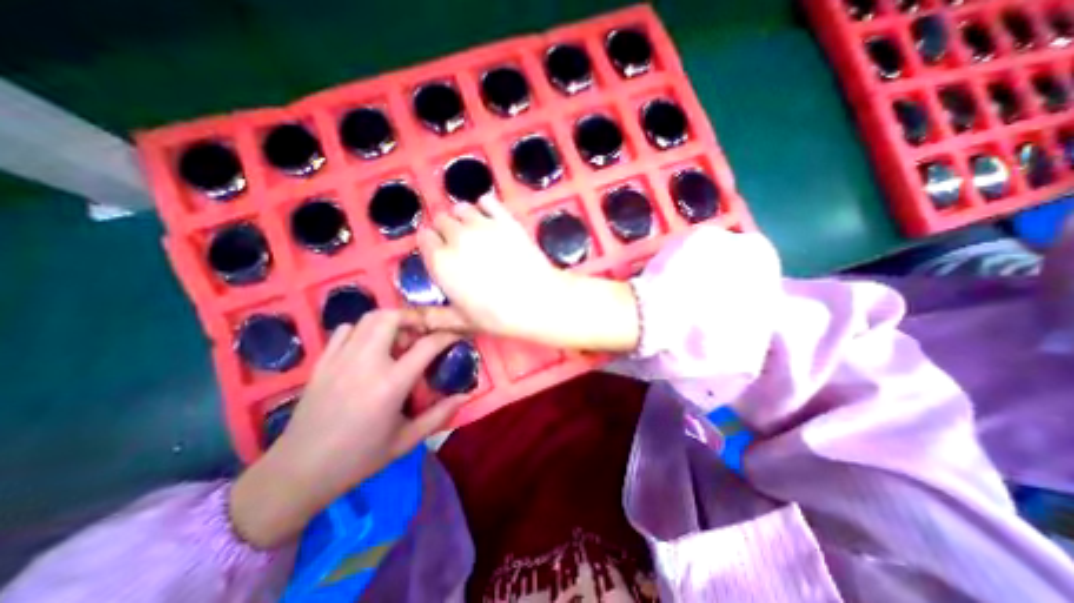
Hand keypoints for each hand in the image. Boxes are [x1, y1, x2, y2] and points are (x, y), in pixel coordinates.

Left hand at [227, 310, 457, 551]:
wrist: (298, 472)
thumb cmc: (359, 458)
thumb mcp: (406, 440)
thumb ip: (440, 414)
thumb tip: (466, 395)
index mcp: (391, 383)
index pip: (427, 345)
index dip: (447, 335)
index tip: (456, 334)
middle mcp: (366, 362)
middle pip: (392, 318)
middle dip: (414, 317)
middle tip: (424, 331)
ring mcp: (340, 359)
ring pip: (369, 318)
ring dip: (390, 321)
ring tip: (400, 338)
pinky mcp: (323, 362)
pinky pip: (346, 330)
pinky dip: (363, 329)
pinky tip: (370, 345)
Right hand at [416, 197, 634, 352]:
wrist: (538, 301)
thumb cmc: (498, 316)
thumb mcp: (461, 321)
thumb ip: (431, 317)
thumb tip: (404, 319)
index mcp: (441, 261)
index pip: (424, 237)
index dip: (431, 244)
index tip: (440, 253)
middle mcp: (457, 237)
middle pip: (442, 220)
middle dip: (446, 231)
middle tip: (460, 246)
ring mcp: (482, 225)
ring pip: (462, 208)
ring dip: (463, 217)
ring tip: (474, 231)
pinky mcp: (505, 219)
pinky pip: (487, 201)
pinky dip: (485, 205)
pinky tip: (489, 216)